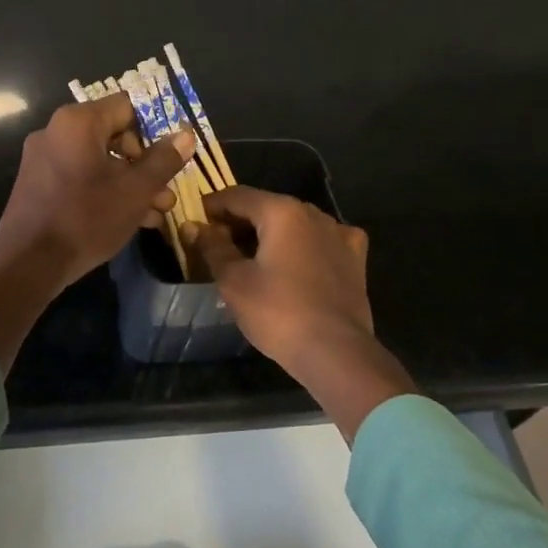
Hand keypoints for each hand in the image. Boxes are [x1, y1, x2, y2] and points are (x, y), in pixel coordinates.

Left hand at [0, 92, 194, 286]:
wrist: (28, 263)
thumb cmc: (86, 218)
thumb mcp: (136, 190)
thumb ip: (163, 160)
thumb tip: (185, 135)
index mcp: (78, 122)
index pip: (127, 107)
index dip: (155, 129)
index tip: (171, 157)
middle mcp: (56, 131)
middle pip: (113, 135)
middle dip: (145, 165)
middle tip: (165, 193)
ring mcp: (43, 159)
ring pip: (98, 161)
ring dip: (129, 183)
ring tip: (155, 213)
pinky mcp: (37, 185)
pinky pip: (79, 177)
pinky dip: (104, 191)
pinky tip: (127, 220)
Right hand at [184, 186, 372, 368]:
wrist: (334, 351)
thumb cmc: (277, 312)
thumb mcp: (234, 281)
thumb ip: (212, 247)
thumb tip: (192, 226)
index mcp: (281, 211)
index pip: (237, 196)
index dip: (212, 206)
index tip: (195, 221)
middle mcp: (313, 213)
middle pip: (267, 207)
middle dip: (240, 221)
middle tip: (217, 244)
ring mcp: (339, 234)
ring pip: (295, 223)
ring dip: (271, 233)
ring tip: (251, 257)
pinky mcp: (354, 258)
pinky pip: (321, 240)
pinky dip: (303, 245)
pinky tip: (297, 261)